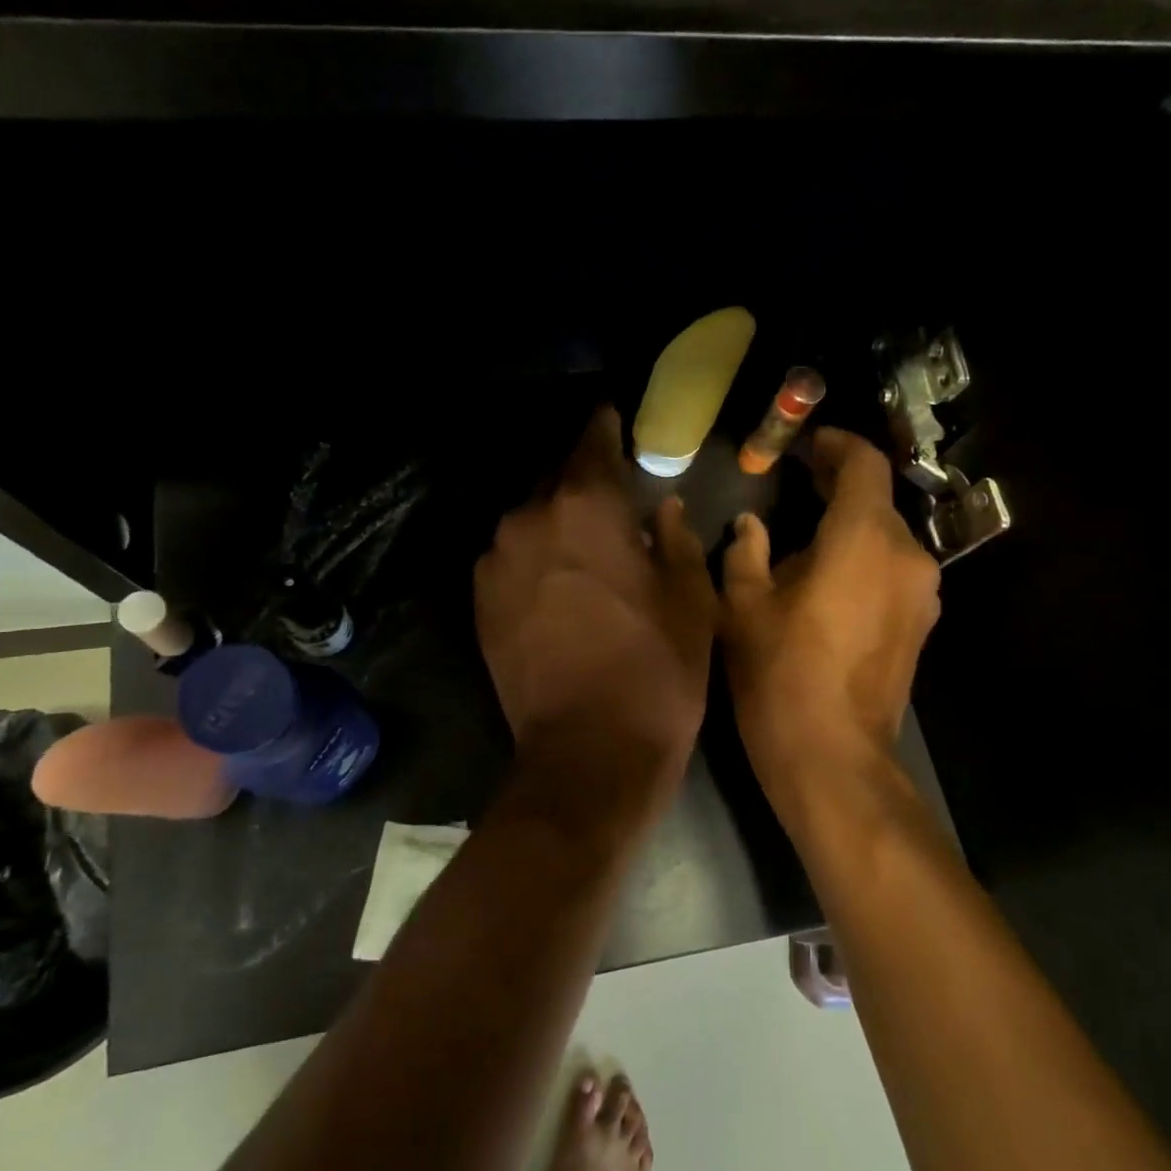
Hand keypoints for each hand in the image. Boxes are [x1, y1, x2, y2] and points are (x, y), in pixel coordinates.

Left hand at [477, 408, 715, 777]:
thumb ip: (674, 538)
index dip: (605, 427)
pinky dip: (535, 558)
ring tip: (585, 548)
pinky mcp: (480, 601)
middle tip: (611, 499)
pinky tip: (559, 585)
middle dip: (583, 483)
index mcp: (585, 505)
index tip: (613, 419)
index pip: (592, 440)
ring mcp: (496, 561)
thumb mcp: (690, 598)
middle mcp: (528, 518)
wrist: (588, 752)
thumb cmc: (656, 669)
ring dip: (556, 524)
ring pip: (530, 520)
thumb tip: (661, 509)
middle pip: (556, 480)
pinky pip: (511, 558)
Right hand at [721, 428, 940, 777]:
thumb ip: (745, 553)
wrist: (832, 757)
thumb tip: (750, 526)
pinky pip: (892, 571)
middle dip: (837, 486)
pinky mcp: (920, 625)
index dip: (836, 445)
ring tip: (803, 539)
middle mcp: (906, 555)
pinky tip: (826, 580)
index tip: (806, 444)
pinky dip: (862, 559)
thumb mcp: (742, 608)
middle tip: (796, 483)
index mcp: (863, 538)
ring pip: (885, 538)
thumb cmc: (779, 674)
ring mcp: (921, 593)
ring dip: (849, 527)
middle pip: (877, 501)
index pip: (864, 464)